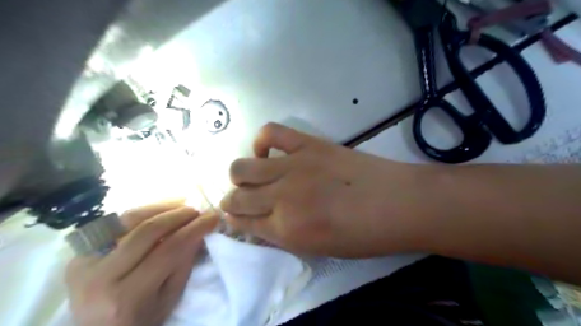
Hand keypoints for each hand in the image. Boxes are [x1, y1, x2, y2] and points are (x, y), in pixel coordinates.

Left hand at [64, 201, 218, 324]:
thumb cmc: (142, 319)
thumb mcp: (170, 297)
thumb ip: (184, 262)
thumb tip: (200, 229)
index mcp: (127, 297)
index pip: (169, 251)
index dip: (195, 229)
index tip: (213, 218)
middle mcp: (100, 278)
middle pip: (147, 231)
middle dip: (179, 215)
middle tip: (198, 210)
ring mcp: (83, 263)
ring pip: (128, 220)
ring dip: (161, 207)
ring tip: (182, 205)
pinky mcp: (78, 253)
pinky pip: (115, 223)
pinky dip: (142, 212)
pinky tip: (160, 210)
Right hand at [220, 123, 424, 257]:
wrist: (398, 204)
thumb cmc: (362, 235)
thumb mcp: (318, 249)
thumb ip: (283, 235)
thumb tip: (260, 220)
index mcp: (286, 231)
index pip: (241, 223)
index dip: (233, 220)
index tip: (234, 216)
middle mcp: (281, 198)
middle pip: (235, 197)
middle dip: (231, 201)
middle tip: (241, 199)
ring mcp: (293, 167)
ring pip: (242, 167)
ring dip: (240, 175)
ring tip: (252, 176)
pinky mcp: (308, 144)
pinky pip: (271, 133)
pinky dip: (262, 141)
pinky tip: (268, 151)